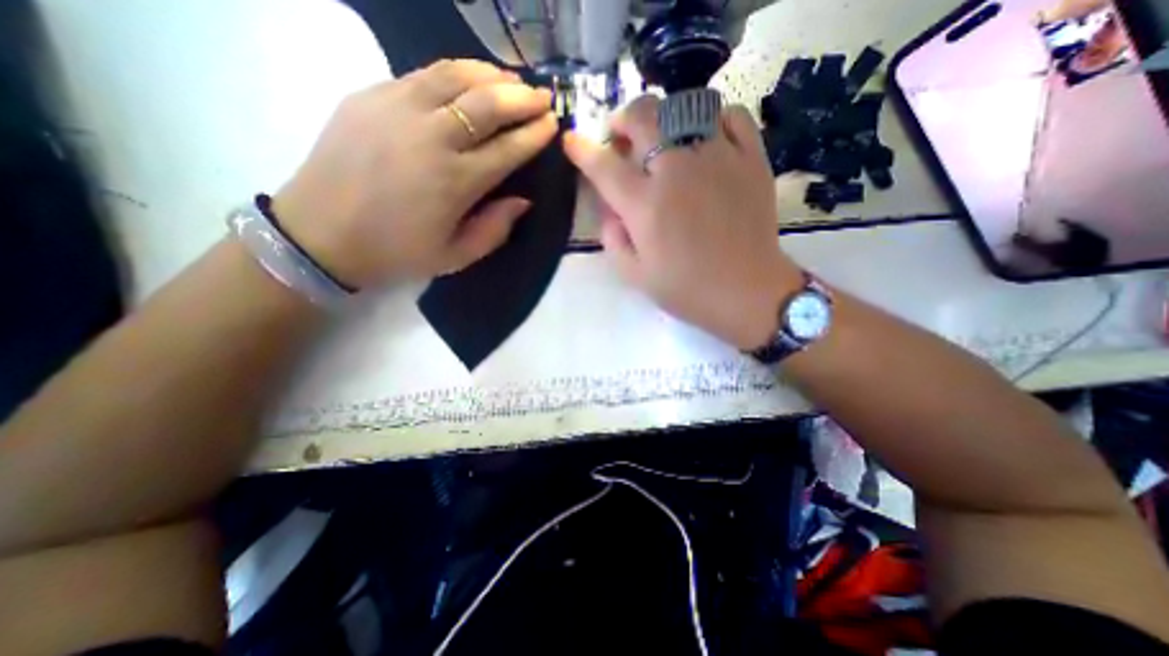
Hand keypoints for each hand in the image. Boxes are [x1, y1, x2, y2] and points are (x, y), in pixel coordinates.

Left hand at [276, 59, 557, 288]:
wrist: (321, 233)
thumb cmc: (397, 251)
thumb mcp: (456, 256)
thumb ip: (495, 229)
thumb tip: (523, 200)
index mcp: (455, 182)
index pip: (508, 148)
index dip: (535, 134)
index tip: (553, 124)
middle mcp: (431, 138)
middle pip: (487, 104)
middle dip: (522, 98)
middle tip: (543, 96)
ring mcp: (397, 109)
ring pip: (455, 76)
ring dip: (491, 75)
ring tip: (511, 81)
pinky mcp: (370, 95)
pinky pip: (423, 74)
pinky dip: (455, 72)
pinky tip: (468, 79)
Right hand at [565, 94, 804, 350]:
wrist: (746, 292)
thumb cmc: (687, 289)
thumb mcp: (635, 275)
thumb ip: (613, 239)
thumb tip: (610, 209)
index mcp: (645, 205)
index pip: (603, 165)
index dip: (582, 150)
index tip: (573, 142)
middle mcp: (677, 171)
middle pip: (643, 118)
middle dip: (623, 119)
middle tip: (621, 136)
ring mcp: (718, 159)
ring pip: (686, 107)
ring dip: (665, 117)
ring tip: (664, 137)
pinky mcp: (751, 159)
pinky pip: (733, 116)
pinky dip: (714, 119)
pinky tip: (707, 138)